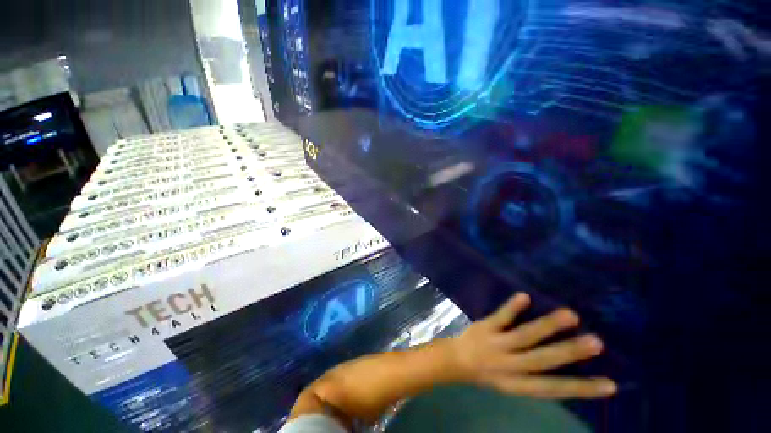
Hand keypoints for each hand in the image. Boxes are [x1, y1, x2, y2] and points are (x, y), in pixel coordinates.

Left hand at [447, 293, 616, 398]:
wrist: (453, 360)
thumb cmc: (485, 372)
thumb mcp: (509, 382)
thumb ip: (531, 375)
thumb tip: (561, 362)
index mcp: (518, 385)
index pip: (554, 389)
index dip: (581, 389)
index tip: (611, 385)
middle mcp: (510, 366)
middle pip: (542, 360)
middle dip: (569, 352)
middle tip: (597, 342)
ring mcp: (496, 345)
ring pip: (525, 336)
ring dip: (548, 326)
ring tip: (571, 315)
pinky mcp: (485, 328)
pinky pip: (500, 317)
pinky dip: (512, 307)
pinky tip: (525, 296)